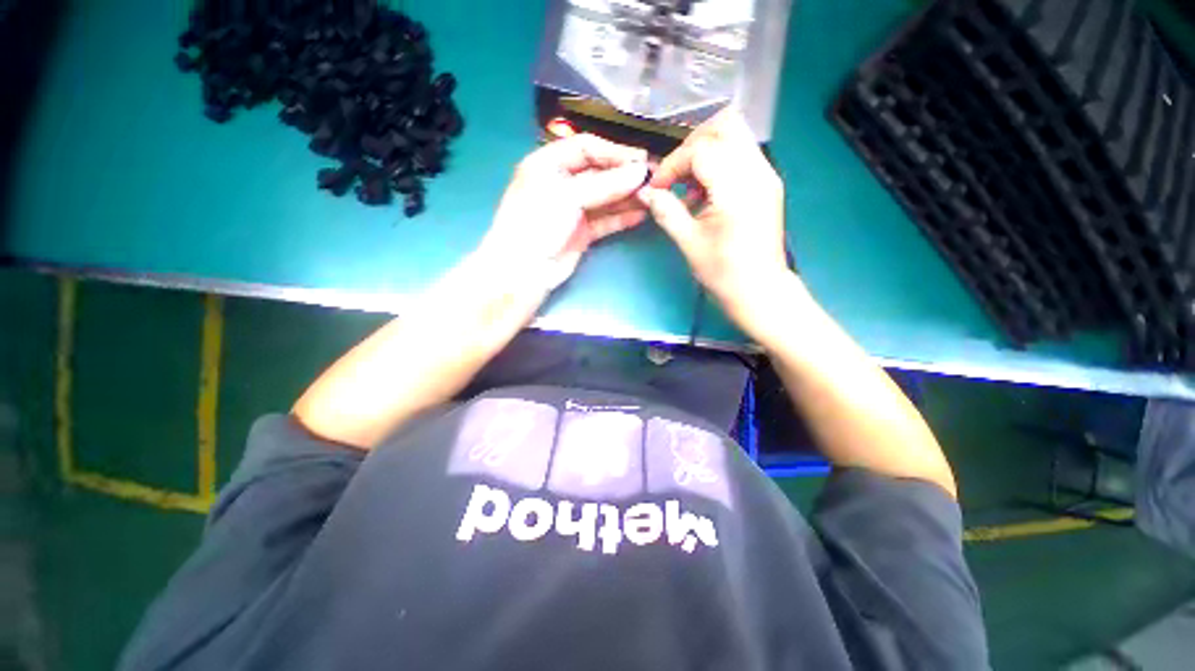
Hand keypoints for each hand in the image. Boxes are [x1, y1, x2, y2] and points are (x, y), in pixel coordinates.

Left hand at [478, 134, 648, 290]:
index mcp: (548, 164)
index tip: (641, 161)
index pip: (586, 148)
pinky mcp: (582, 232)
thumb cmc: (537, 224)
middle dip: (624, 176)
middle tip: (653, 180)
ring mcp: (573, 210)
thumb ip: (605, 185)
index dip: (614, 152)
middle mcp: (562, 184)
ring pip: (605, 198)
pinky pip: (605, 221)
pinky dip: (621, 218)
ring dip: (627, 197)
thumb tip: (640, 173)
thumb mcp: (567, 196)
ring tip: (652, 197)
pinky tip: (639, 215)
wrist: (524, 271)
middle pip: (599, 173)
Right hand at [637, 109, 790, 325]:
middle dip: (692, 144)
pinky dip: (718, 164)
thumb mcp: (689, 242)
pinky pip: (741, 155)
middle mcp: (758, 172)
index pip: (701, 150)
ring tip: (688, 187)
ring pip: (735, 136)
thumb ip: (666, 211)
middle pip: (726, 125)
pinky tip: (705, 194)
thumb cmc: (723, 272)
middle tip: (675, 174)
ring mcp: (767, 175)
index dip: (673, 163)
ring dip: (705, 153)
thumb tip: (646, 192)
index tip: (658, 187)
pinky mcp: (767, 184)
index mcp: (737, 188)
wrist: (760, 290)